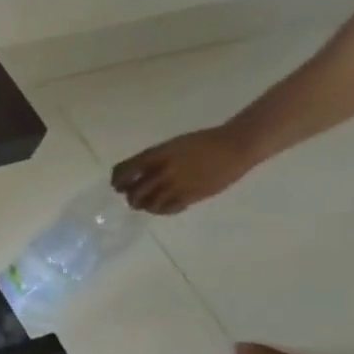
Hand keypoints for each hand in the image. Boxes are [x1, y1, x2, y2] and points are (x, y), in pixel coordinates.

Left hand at [110, 124, 258, 214]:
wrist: (237, 146)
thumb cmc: (203, 142)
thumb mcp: (171, 146)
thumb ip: (152, 160)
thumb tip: (136, 175)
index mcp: (154, 156)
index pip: (123, 172)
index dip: (117, 182)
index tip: (119, 186)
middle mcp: (161, 172)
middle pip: (133, 192)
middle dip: (130, 196)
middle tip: (133, 197)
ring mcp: (176, 185)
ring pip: (148, 204)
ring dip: (145, 206)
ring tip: (149, 204)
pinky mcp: (191, 196)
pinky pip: (168, 210)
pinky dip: (163, 210)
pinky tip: (167, 206)